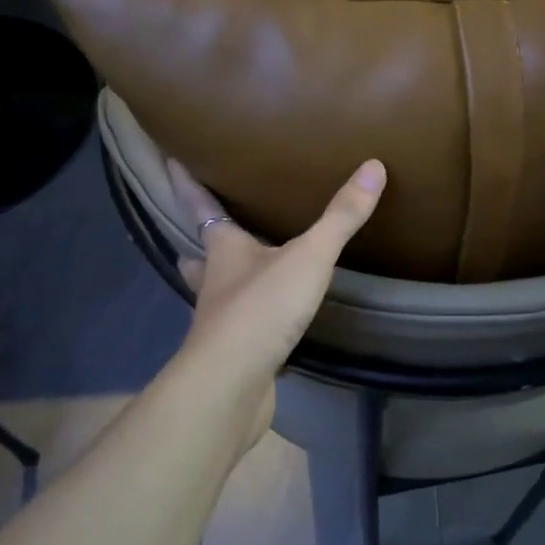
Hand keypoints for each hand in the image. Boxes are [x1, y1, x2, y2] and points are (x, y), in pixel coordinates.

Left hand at [167, 158, 386, 440]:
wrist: (232, 384)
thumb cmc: (261, 308)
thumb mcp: (309, 257)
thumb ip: (341, 217)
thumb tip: (374, 166)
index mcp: (224, 249)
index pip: (199, 206)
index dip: (186, 183)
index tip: (171, 161)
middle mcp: (213, 281)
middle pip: (201, 252)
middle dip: (204, 239)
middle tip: (211, 225)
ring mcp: (218, 320)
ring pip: (213, 291)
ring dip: (219, 279)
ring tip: (236, 271)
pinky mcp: (231, 352)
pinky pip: (236, 326)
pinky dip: (245, 317)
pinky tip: (264, 320)